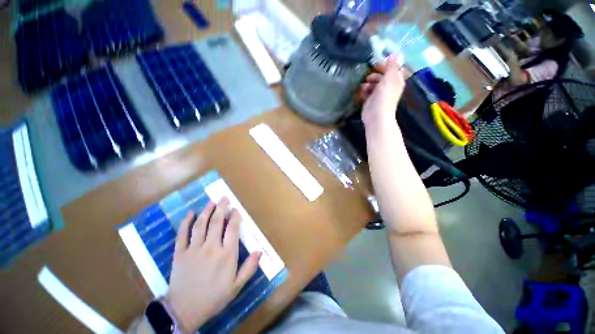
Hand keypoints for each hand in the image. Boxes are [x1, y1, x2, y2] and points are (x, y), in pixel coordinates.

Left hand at [164, 198, 260, 332]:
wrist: (184, 310)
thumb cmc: (214, 298)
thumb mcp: (236, 286)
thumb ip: (249, 268)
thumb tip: (259, 251)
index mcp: (226, 255)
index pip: (233, 229)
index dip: (235, 217)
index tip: (236, 209)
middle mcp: (211, 247)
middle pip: (217, 222)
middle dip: (221, 208)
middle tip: (224, 198)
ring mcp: (194, 249)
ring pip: (201, 225)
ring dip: (207, 211)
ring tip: (211, 201)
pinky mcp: (180, 253)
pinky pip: (182, 234)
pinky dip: (185, 222)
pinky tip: (190, 213)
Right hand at [358, 55, 406, 126]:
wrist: (376, 116)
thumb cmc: (384, 97)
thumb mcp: (389, 79)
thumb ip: (391, 66)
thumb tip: (393, 53)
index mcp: (395, 80)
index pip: (391, 69)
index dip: (385, 66)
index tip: (376, 65)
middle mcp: (387, 86)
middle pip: (380, 76)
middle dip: (373, 75)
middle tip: (368, 78)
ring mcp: (378, 94)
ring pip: (372, 83)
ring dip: (367, 84)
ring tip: (364, 87)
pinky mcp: (369, 100)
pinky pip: (366, 92)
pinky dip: (363, 91)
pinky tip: (361, 93)